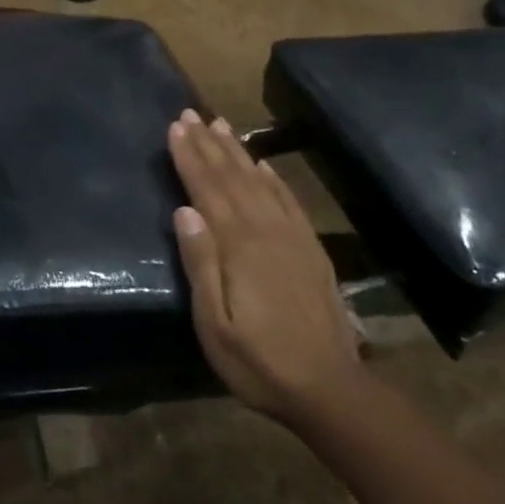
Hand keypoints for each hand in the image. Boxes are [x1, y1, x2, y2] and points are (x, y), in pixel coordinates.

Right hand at [169, 110, 361, 421]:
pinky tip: (262, 164)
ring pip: (258, 181)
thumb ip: (200, 264)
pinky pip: (288, 200)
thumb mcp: (215, 324)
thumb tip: (183, 211)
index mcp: (238, 245)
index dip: (189, 156)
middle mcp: (265, 230)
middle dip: (208, 143)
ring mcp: (292, 237)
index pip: (207, 188)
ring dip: (236, 151)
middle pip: (231, 176)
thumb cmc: (259, 362)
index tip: (175, 127)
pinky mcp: (311, 249)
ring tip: (220, 124)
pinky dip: (272, 177)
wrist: (330, 390)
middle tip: (190, 113)